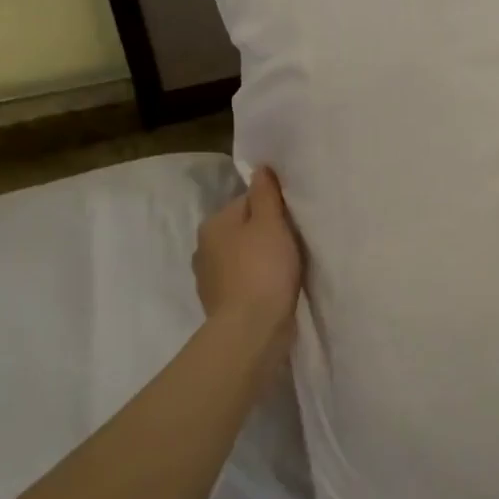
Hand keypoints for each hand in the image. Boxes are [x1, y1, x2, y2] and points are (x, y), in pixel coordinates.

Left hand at [194, 167, 303, 363]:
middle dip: (265, 233)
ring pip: (243, 255)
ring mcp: (210, 278)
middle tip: (294, 243)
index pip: (247, 201)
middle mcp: (204, 248)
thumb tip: (260, 168)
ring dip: (261, 258)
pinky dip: (258, 281)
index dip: (273, 207)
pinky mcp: (221, 303)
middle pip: (244, 228)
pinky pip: (244, 280)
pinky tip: (275, 288)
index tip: (292, 220)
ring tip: (286, 267)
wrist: (251, 329)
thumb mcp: (270, 222)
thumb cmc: (263, 268)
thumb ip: (266, 194)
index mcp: (213, 224)